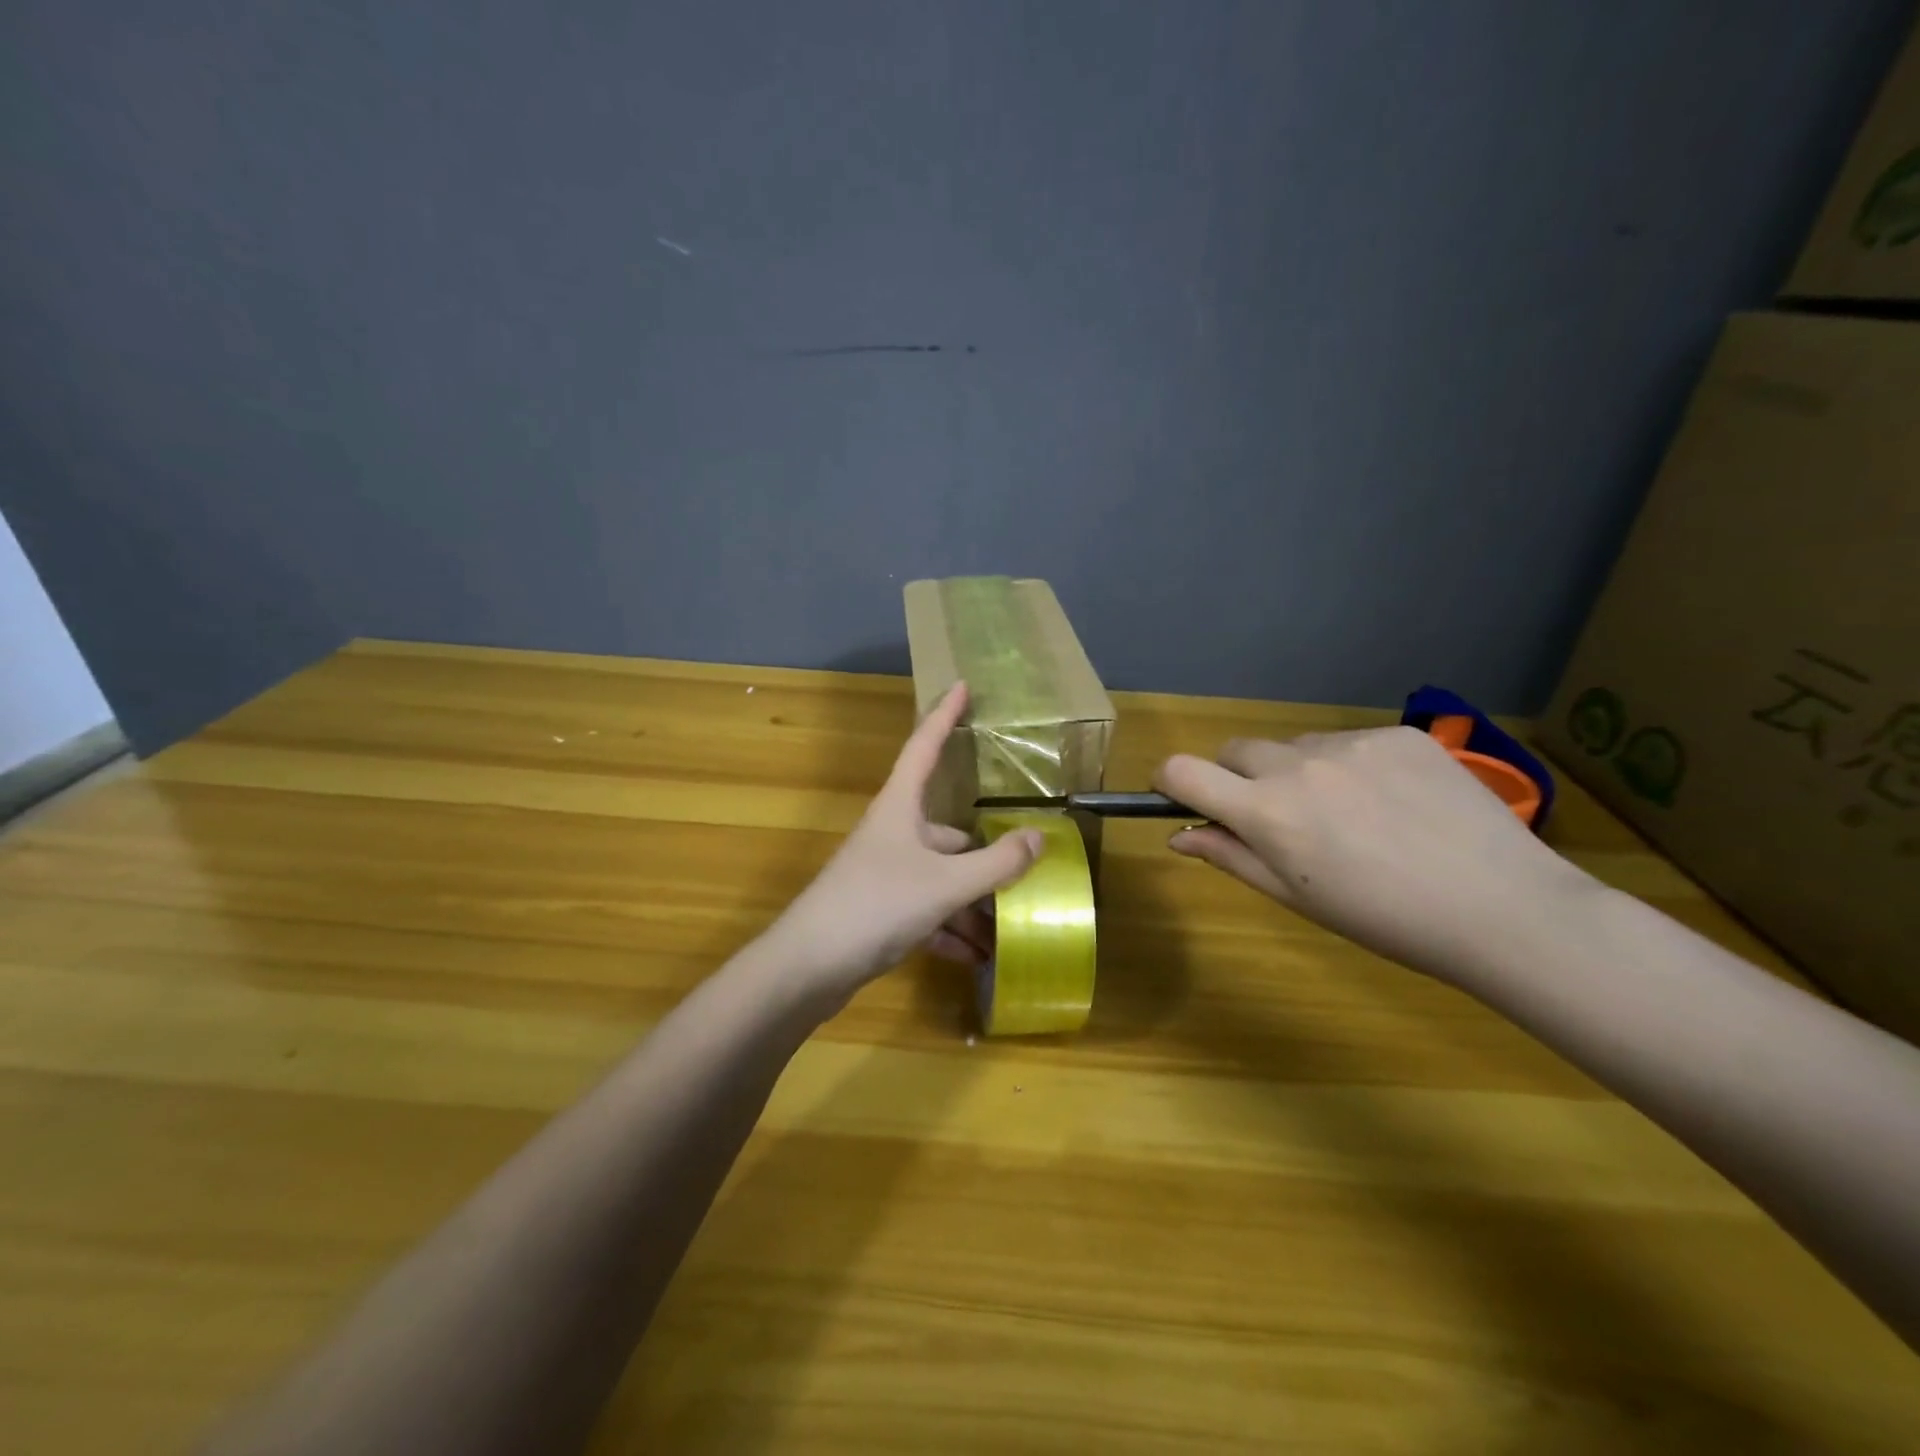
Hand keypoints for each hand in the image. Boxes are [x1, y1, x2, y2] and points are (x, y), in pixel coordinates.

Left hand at [758, 683, 1042, 1011]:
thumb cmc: (876, 906)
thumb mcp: (945, 883)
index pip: (925, 746)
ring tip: (1005, 932)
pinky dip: (949, 930)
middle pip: (948, 832)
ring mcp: (884, 873)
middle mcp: (892, 833)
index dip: (944, 715)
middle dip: (985, 858)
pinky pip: (926, 911)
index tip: (962, 685)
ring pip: (941, 878)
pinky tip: (974, 957)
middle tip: (1025, 873)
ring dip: (971, 904)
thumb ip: (996, 863)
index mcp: (900, 808)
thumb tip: (1038, 837)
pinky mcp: (878, 910)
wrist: (808, 968)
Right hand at [1155, 727, 1588, 983]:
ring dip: (1298, 771)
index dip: (1171, 781)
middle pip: (1236, 750)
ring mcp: (1351, 743)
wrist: (1503, 908)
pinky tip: (1392, 802)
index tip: (1183, 798)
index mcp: (1266, 811)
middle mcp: (1297, 764)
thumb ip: (1230, 856)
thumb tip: (1178, 837)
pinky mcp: (1398, 733)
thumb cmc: (1384, 919)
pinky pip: (1348, 741)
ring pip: (1296, 746)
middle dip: (1238, 778)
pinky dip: (1350, 766)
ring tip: (1350, 815)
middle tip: (1279, 819)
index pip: (1183, 771)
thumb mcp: (1296, 897)